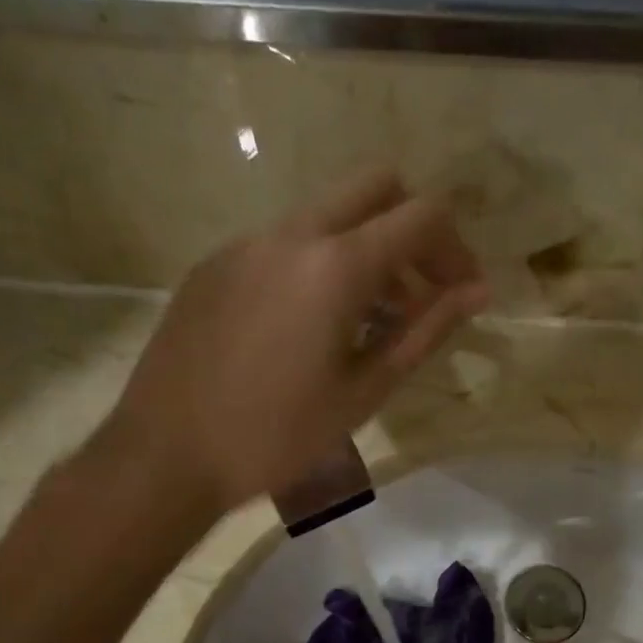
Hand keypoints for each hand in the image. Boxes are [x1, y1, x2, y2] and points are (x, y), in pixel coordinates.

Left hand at [101, 171, 488, 513]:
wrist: (166, 455)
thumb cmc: (277, 436)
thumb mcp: (364, 392)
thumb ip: (425, 332)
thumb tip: (476, 293)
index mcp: (335, 265)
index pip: (422, 216)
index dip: (457, 249)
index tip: (463, 295)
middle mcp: (290, 234)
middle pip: (374, 188)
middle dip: (412, 230)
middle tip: (420, 294)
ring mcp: (244, 244)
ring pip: (325, 215)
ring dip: (364, 250)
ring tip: (369, 322)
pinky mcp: (213, 266)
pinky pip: (281, 244)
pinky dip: (317, 266)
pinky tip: (308, 330)